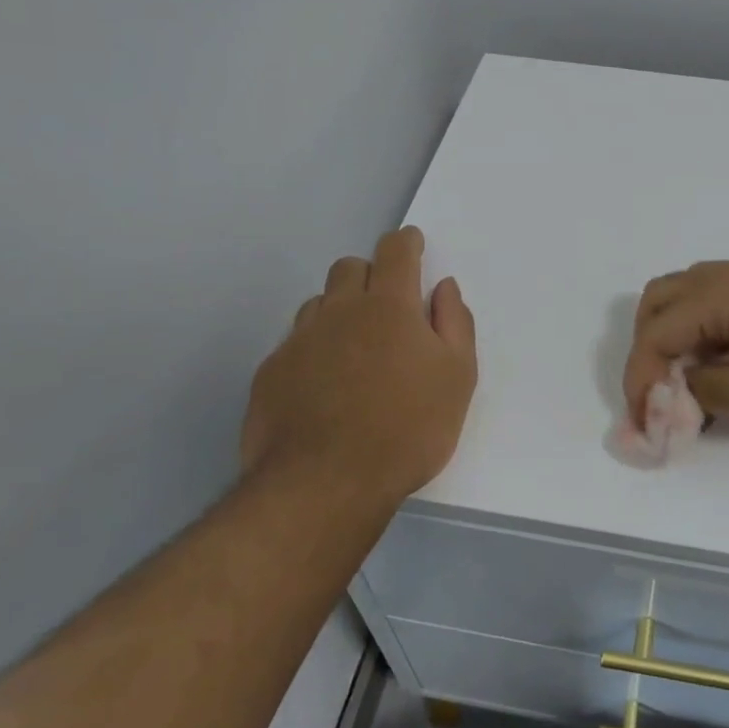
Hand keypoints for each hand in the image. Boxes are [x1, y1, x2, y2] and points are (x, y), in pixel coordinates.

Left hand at [241, 227, 475, 504]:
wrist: (326, 484)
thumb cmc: (408, 428)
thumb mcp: (458, 377)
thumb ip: (455, 324)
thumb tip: (444, 288)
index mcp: (389, 306)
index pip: (396, 252)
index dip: (406, 243)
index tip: (413, 245)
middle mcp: (339, 311)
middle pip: (350, 268)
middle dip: (371, 273)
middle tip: (388, 305)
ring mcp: (299, 340)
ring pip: (318, 303)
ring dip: (339, 310)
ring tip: (355, 348)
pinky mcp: (271, 372)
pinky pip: (295, 342)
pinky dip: (314, 347)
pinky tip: (324, 383)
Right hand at [623, 262, 728, 431]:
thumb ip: (709, 393)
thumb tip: (683, 388)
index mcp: (721, 294)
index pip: (654, 334)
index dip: (639, 382)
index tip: (646, 428)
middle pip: (661, 302)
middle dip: (649, 351)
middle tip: (662, 397)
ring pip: (692, 301)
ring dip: (677, 341)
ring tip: (693, 387)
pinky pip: (724, 308)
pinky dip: (709, 337)